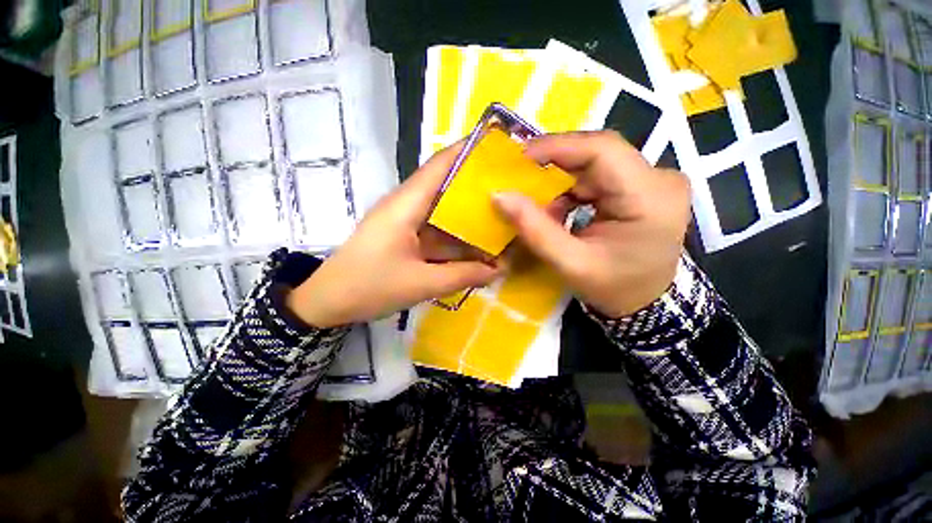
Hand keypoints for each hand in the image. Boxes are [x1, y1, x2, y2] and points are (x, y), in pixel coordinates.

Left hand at [287, 144, 501, 327]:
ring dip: (469, 214)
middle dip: (477, 185)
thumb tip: (499, 271)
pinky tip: (477, 243)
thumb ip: (463, 275)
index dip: (468, 151)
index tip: (500, 148)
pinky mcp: (405, 236)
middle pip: (446, 185)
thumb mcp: (421, 284)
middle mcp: (406, 205)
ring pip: (443, 210)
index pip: (440, 165)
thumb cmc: (368, 287)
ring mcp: (405, 221)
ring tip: (503, 215)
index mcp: (406, 205)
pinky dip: (457, 235)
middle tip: (511, 188)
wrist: (327, 302)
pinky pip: (437, 230)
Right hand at [493, 131, 690, 317]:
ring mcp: (654, 179)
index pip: (603, 150)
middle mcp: (659, 178)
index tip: (520, 156)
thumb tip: (500, 195)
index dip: (558, 146)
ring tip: (539, 201)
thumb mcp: (570, 264)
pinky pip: (599, 173)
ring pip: (596, 161)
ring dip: (562, 178)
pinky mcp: (643, 185)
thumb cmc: (613, 288)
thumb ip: (535, 230)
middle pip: (598, 152)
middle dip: (555, 162)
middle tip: (520, 175)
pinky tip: (559, 206)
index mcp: (651, 197)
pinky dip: (572, 187)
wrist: (646, 302)